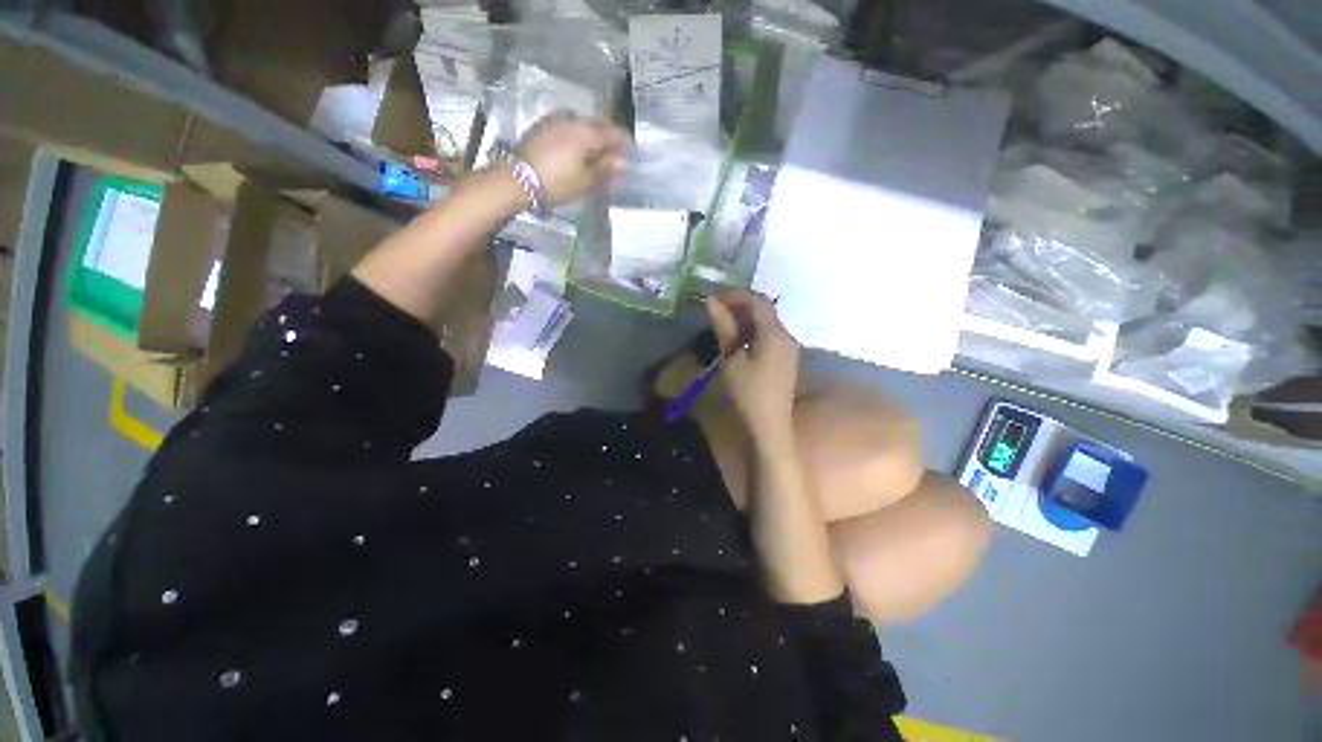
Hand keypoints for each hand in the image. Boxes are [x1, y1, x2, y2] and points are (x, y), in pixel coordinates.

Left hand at [518, 113, 629, 204]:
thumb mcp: (586, 180)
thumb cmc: (558, 182)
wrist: (518, 179)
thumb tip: (623, 162)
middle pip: (598, 125)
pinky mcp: (542, 125)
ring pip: (582, 124)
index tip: (632, 153)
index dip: (625, 143)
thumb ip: (606, 168)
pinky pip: (567, 126)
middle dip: (608, 139)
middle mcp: (573, 119)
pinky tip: (576, 150)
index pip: (614, 132)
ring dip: (592, 136)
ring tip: (595, 154)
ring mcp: (556, 119)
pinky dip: (577, 136)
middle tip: (614, 155)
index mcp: (587, 132)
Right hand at [706, 291, 799, 434]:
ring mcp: (788, 349)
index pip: (758, 301)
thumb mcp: (732, 359)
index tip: (713, 300)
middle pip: (765, 310)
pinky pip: (769, 337)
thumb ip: (724, 328)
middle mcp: (786, 336)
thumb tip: (712, 301)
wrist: (770, 426)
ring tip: (722, 326)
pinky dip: (752, 332)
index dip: (736, 295)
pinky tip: (737, 342)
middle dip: (740, 306)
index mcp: (774, 333)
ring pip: (767, 324)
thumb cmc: (749, 393)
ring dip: (745, 319)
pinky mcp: (785, 361)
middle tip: (715, 311)